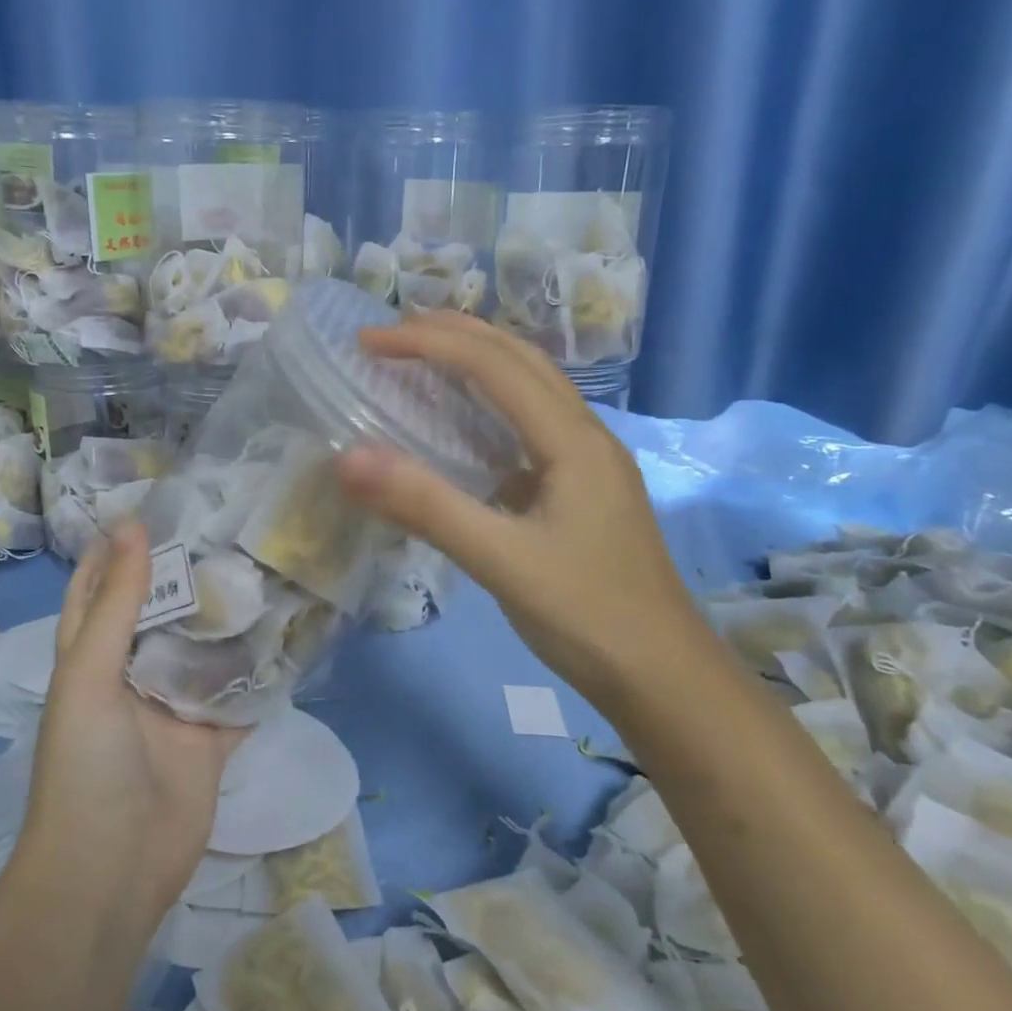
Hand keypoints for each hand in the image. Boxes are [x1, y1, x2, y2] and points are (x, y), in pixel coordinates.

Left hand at [21, 523, 242, 924]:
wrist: (112, 869)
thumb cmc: (86, 763)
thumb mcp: (90, 673)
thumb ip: (117, 602)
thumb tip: (129, 525)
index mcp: (92, 657)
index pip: (101, 588)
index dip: (118, 548)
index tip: (155, 506)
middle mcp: (132, 675)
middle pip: (161, 613)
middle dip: (187, 574)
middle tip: (230, 527)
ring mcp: (174, 708)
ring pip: (205, 650)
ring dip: (228, 618)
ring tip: (265, 566)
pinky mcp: (211, 739)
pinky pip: (239, 696)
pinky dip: (260, 671)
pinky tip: (292, 635)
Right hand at [337, 312, 708, 701]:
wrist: (664, 676)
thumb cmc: (587, 616)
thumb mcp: (500, 561)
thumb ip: (426, 506)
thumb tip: (347, 457)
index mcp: (573, 440)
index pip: (494, 366)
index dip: (429, 343)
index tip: (369, 341)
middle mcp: (585, 436)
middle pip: (520, 358)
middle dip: (455, 333)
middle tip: (391, 333)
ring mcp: (588, 463)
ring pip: (531, 387)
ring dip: (477, 360)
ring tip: (423, 356)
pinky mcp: (581, 489)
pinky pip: (530, 424)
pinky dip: (489, 403)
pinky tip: (464, 425)